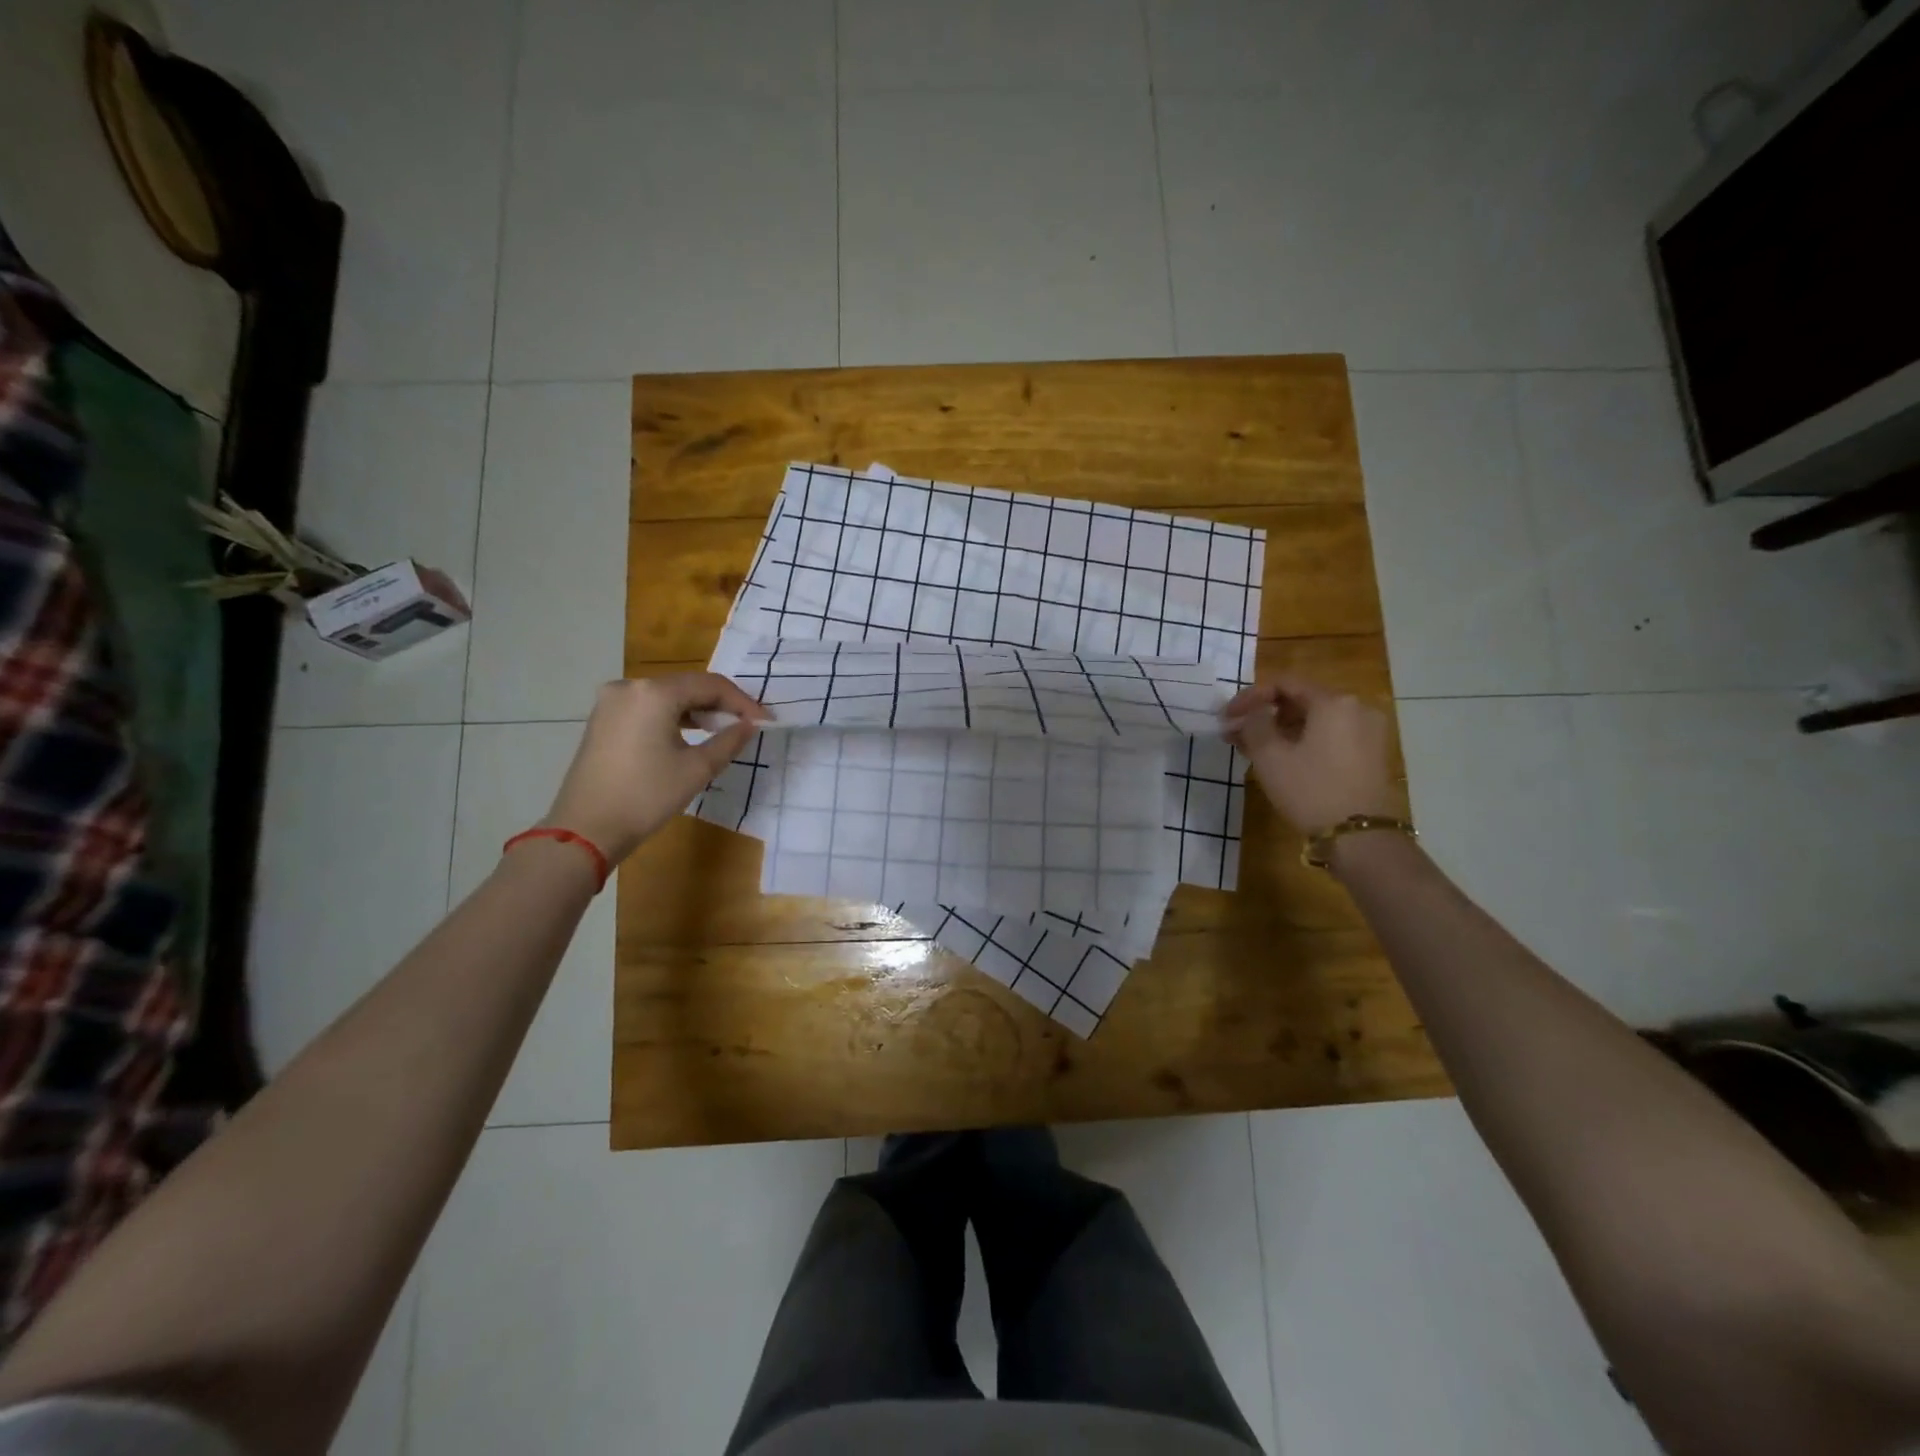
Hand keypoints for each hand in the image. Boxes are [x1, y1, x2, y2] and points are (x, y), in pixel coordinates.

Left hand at [541, 673, 770, 864]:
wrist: (586, 828)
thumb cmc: (646, 796)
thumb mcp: (697, 769)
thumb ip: (729, 741)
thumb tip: (749, 725)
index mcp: (654, 693)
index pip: (711, 685)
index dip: (742, 702)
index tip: (765, 720)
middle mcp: (630, 686)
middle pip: (688, 686)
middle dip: (720, 704)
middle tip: (747, 725)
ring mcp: (611, 701)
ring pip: (668, 696)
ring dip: (697, 710)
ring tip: (723, 730)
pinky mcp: (603, 718)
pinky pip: (648, 707)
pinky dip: (673, 716)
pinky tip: (690, 733)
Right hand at [1222, 675, 1397, 835]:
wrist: (1360, 837)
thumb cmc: (1310, 790)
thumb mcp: (1270, 756)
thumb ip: (1255, 724)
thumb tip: (1252, 712)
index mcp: (1333, 702)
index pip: (1284, 684)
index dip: (1249, 697)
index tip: (1226, 716)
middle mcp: (1356, 708)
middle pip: (1300, 701)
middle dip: (1264, 715)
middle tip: (1235, 732)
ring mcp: (1368, 732)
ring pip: (1314, 721)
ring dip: (1280, 730)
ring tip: (1251, 747)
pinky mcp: (1370, 755)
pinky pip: (1329, 736)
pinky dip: (1302, 741)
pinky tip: (1280, 758)